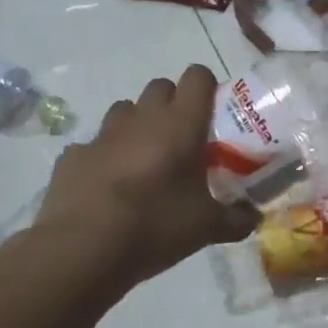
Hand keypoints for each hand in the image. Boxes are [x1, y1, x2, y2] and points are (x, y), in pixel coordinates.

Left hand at [30, 66, 257, 294]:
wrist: (83, 250)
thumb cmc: (156, 226)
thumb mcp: (207, 227)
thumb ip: (236, 219)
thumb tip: (254, 219)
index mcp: (181, 124)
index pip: (197, 77)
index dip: (207, 87)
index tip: (213, 113)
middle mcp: (142, 118)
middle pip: (160, 86)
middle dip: (172, 104)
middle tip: (182, 139)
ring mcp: (103, 135)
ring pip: (125, 110)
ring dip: (137, 125)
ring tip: (144, 160)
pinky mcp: (73, 156)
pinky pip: (93, 145)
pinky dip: (103, 157)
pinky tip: (108, 186)